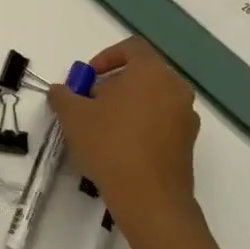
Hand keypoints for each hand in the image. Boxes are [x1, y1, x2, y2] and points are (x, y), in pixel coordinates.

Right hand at [47, 37, 200, 235]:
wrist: (150, 200)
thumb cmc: (111, 145)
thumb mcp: (73, 116)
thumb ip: (63, 95)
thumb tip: (61, 91)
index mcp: (152, 72)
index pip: (131, 48)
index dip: (105, 57)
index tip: (87, 79)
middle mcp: (175, 88)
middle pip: (141, 73)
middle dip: (112, 85)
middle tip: (89, 104)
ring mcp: (186, 117)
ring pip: (152, 98)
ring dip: (126, 106)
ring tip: (102, 129)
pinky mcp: (188, 144)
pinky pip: (161, 122)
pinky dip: (141, 125)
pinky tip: (120, 148)